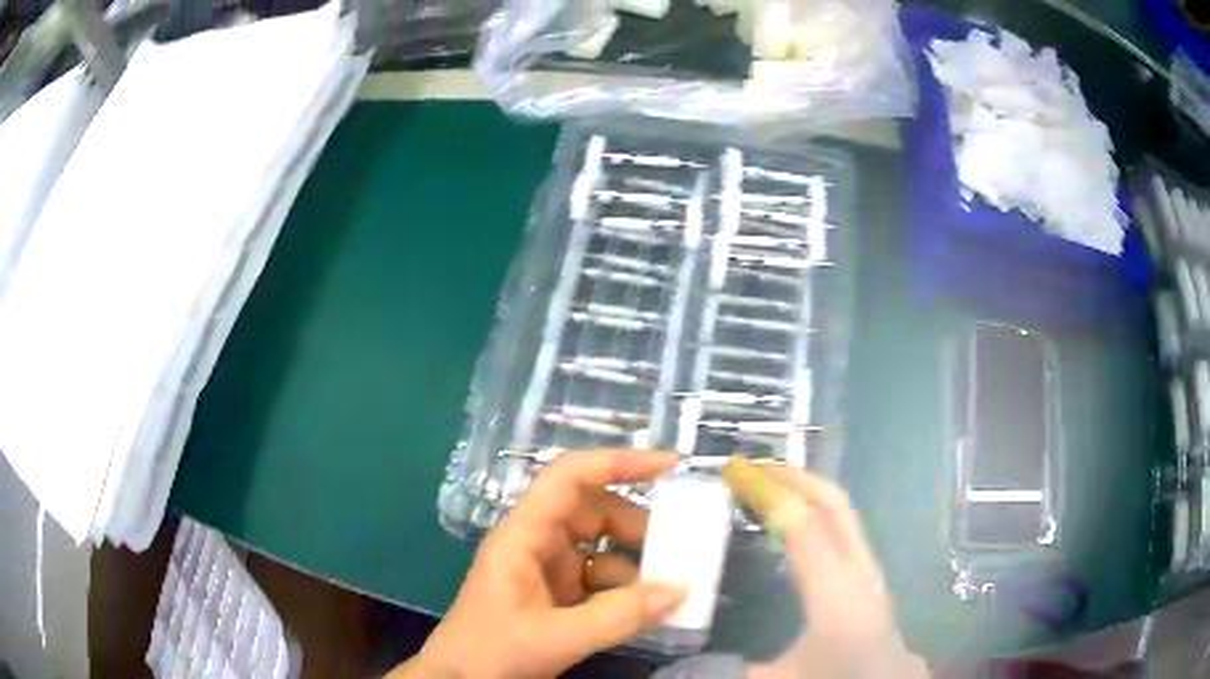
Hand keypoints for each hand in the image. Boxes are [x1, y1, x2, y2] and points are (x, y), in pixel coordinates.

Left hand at [391, 449, 686, 678]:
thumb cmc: (490, 652)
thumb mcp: (554, 637)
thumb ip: (617, 617)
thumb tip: (679, 590)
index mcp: (524, 536)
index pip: (570, 478)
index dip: (618, 463)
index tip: (670, 466)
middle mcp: (536, 544)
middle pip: (593, 511)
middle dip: (637, 524)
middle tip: (679, 544)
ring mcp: (547, 571)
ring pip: (600, 548)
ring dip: (636, 562)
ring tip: (672, 583)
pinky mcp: (557, 598)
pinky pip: (600, 581)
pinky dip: (627, 591)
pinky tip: (649, 609)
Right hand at [745, 467, 928, 678]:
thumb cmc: (838, 678)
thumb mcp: (779, 678)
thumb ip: (732, 666)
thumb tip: (689, 659)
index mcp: (834, 591)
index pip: (802, 523)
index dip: (767, 491)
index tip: (733, 469)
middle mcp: (857, 568)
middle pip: (831, 503)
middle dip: (791, 476)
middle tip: (749, 465)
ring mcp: (868, 567)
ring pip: (841, 511)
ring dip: (804, 490)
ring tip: (768, 485)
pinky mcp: (868, 574)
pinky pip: (842, 527)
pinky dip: (815, 509)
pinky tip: (794, 522)